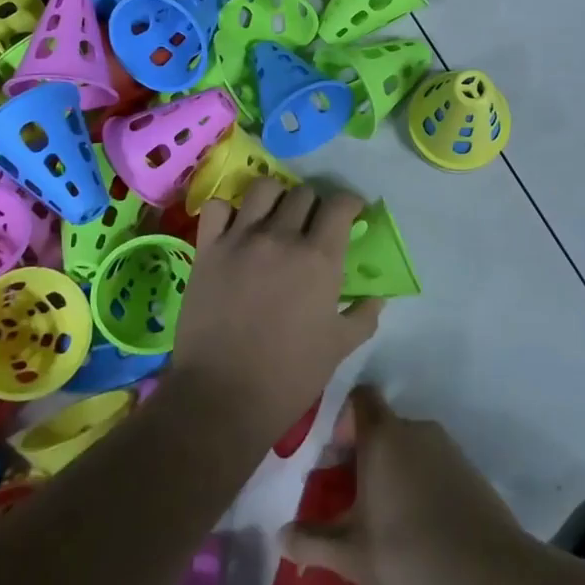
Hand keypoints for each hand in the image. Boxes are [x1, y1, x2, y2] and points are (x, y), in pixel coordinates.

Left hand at [170, 180, 382, 443]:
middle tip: (312, 225)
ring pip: (263, 188)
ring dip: (276, 197)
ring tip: (275, 217)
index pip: (340, 204)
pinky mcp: (207, 249)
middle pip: (303, 193)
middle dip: (314, 204)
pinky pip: (217, 208)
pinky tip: (235, 229)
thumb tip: (377, 296)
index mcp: (319, 258)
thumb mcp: (340, 347)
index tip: (351, 213)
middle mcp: (281, 237)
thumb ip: (364, 315)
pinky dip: (228, 211)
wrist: (222, 396)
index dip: (349, 204)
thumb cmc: (289, 376)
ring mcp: (240, 239)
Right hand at [279, 386, 529, 584]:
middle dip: (358, 457)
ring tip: (378, 521)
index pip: (358, 398)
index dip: (339, 419)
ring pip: (405, 449)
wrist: (493, 576)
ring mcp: (446, 448)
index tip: (327, 456)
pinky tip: (414, 529)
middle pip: (378, 428)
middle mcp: (415, 429)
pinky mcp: (469, 470)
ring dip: (387, 473)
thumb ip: (312, 542)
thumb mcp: (352, 556)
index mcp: (383, 436)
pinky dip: (415, 484)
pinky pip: (429, 465)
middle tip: (344, 501)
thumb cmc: (411, 555)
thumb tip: (281, 535)